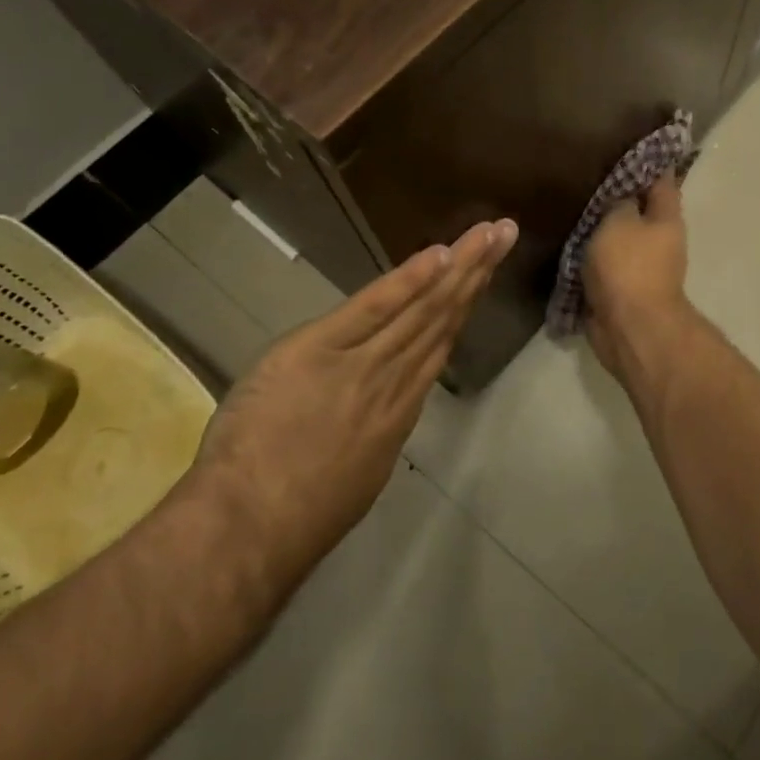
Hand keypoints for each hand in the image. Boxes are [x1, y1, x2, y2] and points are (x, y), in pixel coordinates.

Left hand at [187, 217, 515, 587]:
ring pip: (421, 308)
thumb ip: (375, 431)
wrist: (253, 527)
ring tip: (488, 233)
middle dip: (476, 272)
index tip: (483, 274)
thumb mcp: (357, 475)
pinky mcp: (320, 350)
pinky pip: (373, 308)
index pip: (438, 345)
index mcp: (399, 411)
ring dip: (458, 266)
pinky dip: (407, 280)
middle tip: (505, 233)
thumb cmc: (297, 514)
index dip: (463, 305)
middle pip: (442, 317)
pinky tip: (438, 254)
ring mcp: (362, 364)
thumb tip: (386, 408)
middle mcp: (395, 381)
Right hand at [584, 176, 688, 372]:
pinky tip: (565, 243)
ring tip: (569, 207)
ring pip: (617, 239)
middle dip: (616, 198)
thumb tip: (622, 194)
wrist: (629, 328)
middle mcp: (659, 241)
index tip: (625, 146)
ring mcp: (640, 268)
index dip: (647, 162)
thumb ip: (619, 201)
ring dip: (599, 229)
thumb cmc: (629, 267)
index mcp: (666, 218)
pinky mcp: (620, 291)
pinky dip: (588, 257)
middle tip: (584, 177)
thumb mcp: (619, 221)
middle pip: (638, 211)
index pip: (661, 180)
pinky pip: (602, 266)